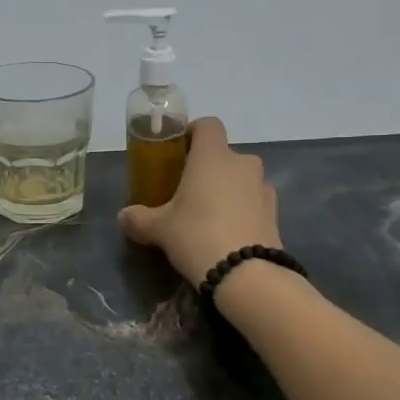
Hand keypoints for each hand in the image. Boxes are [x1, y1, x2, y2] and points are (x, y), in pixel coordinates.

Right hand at [119, 116, 281, 284]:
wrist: (246, 274)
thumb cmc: (196, 235)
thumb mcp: (158, 229)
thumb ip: (139, 219)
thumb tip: (124, 216)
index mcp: (213, 156)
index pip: (208, 125)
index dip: (192, 133)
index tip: (178, 152)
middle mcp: (242, 163)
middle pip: (224, 155)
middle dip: (208, 170)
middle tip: (187, 193)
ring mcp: (263, 188)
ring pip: (241, 180)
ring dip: (227, 191)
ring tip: (208, 218)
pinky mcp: (275, 214)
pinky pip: (254, 203)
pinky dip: (242, 211)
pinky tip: (228, 235)